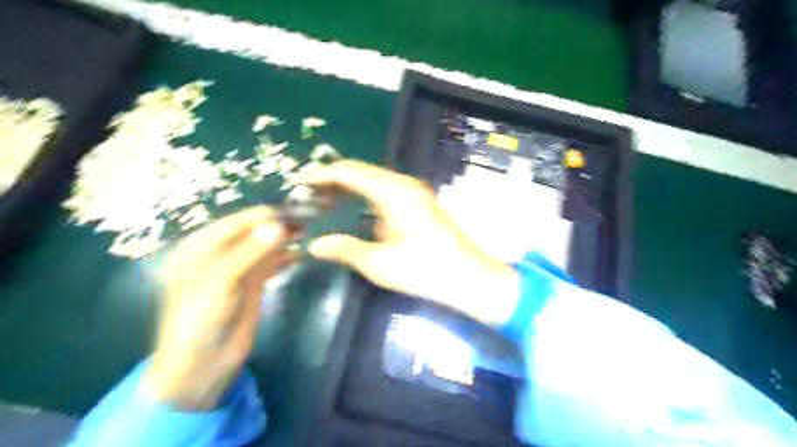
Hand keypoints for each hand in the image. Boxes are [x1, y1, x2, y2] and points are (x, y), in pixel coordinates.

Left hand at [143, 207, 291, 409]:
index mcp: (201, 247)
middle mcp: (220, 253)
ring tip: (308, 232)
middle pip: (253, 231)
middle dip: (279, 224)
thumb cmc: (200, 322)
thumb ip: (249, 253)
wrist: (202, 365)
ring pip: (265, 246)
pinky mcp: (252, 284)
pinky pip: (271, 263)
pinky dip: (286, 257)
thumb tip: (278, 226)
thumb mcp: (220, 283)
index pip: (239, 222)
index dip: (267, 215)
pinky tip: (302, 254)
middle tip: (309, 218)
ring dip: (285, 239)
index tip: (297, 210)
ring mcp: (238, 269)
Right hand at [296, 160, 519, 323]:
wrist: (469, 277)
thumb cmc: (425, 270)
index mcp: (393, 191)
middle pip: (361, 172)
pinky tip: (354, 211)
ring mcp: (415, 192)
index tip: (298, 182)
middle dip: (333, 182)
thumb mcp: (379, 263)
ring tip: (323, 202)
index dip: (321, 175)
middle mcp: (404, 184)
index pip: (349, 171)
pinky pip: (385, 192)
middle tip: (307, 195)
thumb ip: (344, 249)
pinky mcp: (419, 203)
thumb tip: (313, 244)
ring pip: (373, 181)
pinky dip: (365, 197)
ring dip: (349, 189)